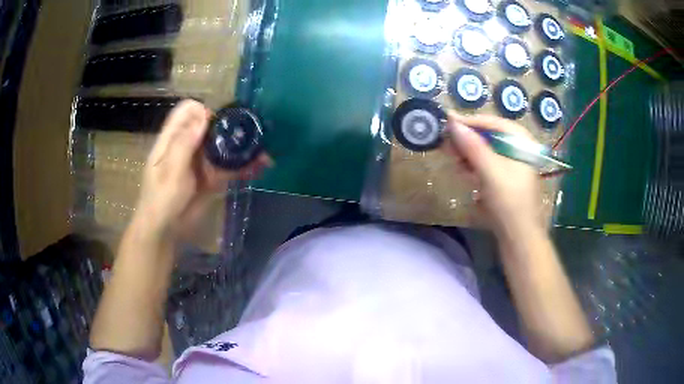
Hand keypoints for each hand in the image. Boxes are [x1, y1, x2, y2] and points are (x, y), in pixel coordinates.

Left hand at [135, 100, 268, 238]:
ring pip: (222, 146)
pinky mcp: (210, 178)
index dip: (203, 110)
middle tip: (250, 134)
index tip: (219, 123)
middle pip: (209, 126)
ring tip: (262, 152)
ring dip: (240, 147)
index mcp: (172, 139)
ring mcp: (200, 162)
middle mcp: (188, 145)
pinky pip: (228, 167)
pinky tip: (258, 168)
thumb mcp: (170, 172)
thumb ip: (184, 144)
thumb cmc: (161, 200)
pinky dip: (242, 166)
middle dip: (229, 127)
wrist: (165, 231)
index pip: (187, 111)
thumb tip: (203, 115)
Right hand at [444, 113, 543, 238]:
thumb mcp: (490, 172)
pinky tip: (463, 170)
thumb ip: (472, 146)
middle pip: (490, 136)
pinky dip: (475, 165)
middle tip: (447, 142)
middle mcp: (519, 149)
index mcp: (522, 142)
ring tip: (453, 158)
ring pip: (488, 151)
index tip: (448, 122)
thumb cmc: (509, 202)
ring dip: (469, 153)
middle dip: (468, 139)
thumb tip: (452, 122)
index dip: (470, 121)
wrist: (519, 238)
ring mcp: (514, 165)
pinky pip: (488, 165)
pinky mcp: (507, 179)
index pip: (493, 122)